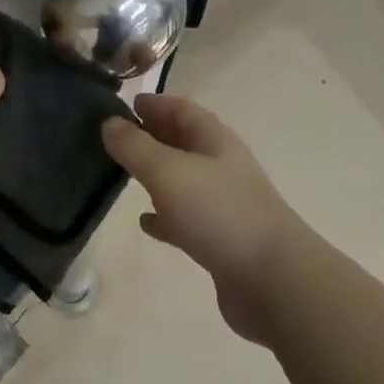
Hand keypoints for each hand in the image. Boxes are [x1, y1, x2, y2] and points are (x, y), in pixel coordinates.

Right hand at [103, 94, 301, 344]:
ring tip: (122, 175)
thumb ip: (135, 147)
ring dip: (155, 174)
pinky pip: (185, 218)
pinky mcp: (220, 239)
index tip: (123, 104)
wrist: (274, 280)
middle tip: (115, 138)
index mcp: (213, 140)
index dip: (154, 103)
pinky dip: (164, 216)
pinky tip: (145, 221)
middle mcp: (220, 166)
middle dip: (151, 136)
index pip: (180, 108)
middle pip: (182, 141)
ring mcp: (222, 203)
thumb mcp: (168, 172)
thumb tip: (109, 123)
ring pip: (182, 179)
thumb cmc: (219, 213)